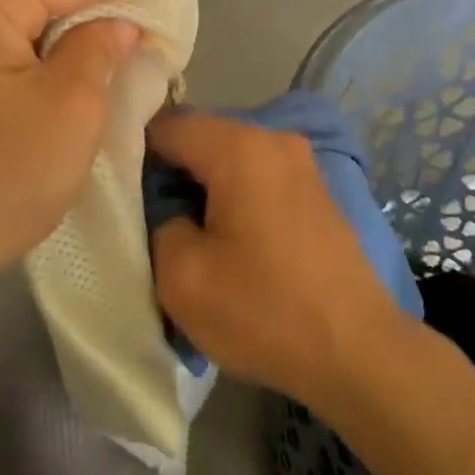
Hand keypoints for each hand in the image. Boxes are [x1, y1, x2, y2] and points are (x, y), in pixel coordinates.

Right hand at [147, 109, 408, 408]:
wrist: (358, 350)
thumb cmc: (265, 310)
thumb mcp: (182, 277)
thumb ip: (158, 223)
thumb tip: (169, 207)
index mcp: (240, 146)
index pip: (168, 124)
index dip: (134, 149)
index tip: (116, 185)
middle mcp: (273, 137)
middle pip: (202, 135)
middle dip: (169, 167)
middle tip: (145, 212)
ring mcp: (301, 160)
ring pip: (230, 154)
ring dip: (202, 181)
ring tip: (184, 227)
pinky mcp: (315, 187)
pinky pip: (258, 172)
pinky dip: (233, 191)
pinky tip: (227, 233)